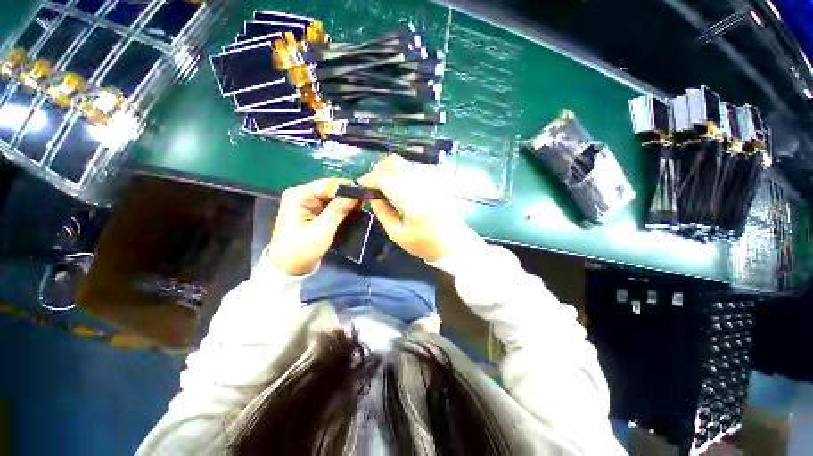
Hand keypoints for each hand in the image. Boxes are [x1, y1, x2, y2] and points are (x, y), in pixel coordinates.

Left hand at [267, 178, 357, 274]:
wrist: (289, 269)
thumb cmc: (302, 249)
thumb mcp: (323, 229)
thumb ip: (339, 210)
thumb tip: (356, 195)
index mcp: (299, 195)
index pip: (327, 184)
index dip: (347, 188)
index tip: (364, 194)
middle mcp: (303, 195)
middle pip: (330, 190)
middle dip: (347, 196)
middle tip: (366, 203)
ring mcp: (308, 204)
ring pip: (333, 198)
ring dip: (346, 204)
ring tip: (362, 209)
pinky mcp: (313, 213)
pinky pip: (331, 206)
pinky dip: (342, 210)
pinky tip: (353, 213)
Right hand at [358, 155, 474, 261]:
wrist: (454, 243)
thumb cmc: (425, 244)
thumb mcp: (398, 235)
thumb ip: (382, 213)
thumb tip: (372, 197)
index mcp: (412, 202)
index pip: (385, 179)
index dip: (369, 179)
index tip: (361, 185)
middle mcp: (422, 185)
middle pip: (395, 162)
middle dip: (378, 169)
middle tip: (372, 182)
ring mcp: (433, 180)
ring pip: (406, 162)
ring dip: (391, 169)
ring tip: (385, 183)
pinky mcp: (439, 180)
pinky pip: (417, 167)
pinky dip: (405, 171)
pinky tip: (402, 183)